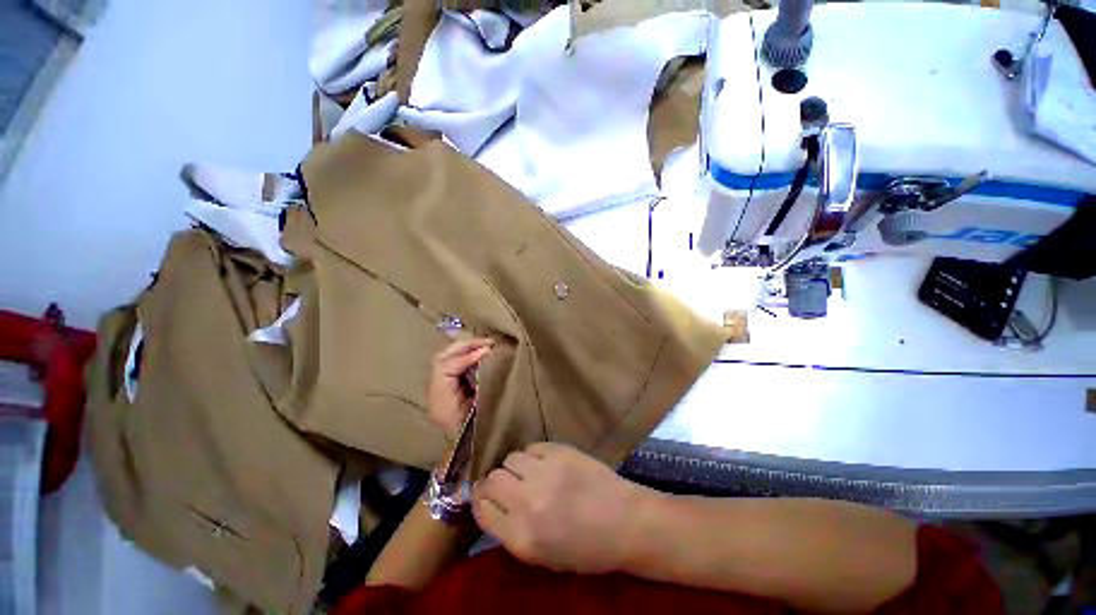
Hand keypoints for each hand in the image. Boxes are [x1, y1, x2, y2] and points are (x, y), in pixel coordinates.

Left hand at [428, 338, 493, 441]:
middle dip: (465, 346)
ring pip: (446, 359)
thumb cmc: (482, 434)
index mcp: (442, 404)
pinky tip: (480, 353)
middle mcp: (435, 395)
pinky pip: (453, 365)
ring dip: (466, 348)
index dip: (466, 356)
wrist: (471, 454)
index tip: (488, 351)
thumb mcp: (485, 411)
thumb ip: (485, 383)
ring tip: (486, 345)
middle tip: (489, 343)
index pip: (445, 368)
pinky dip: (466, 355)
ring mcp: (439, 392)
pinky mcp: (447, 389)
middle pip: (442, 359)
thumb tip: (489, 356)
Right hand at [473, 442, 648, 574]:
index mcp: (521, 537)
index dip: (481, 500)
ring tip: (530, 472)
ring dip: (516, 466)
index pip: (481, 508)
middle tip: (510, 484)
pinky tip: (546, 463)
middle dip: (495, 482)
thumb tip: (491, 504)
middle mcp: (527, 502)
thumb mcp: (541, 556)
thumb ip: (511, 531)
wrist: (624, 522)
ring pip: (511, 458)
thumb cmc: (585, 549)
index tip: (488, 497)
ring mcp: (544, 472)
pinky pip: (532, 446)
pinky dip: (534, 455)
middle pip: (492, 479)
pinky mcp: (560, 451)